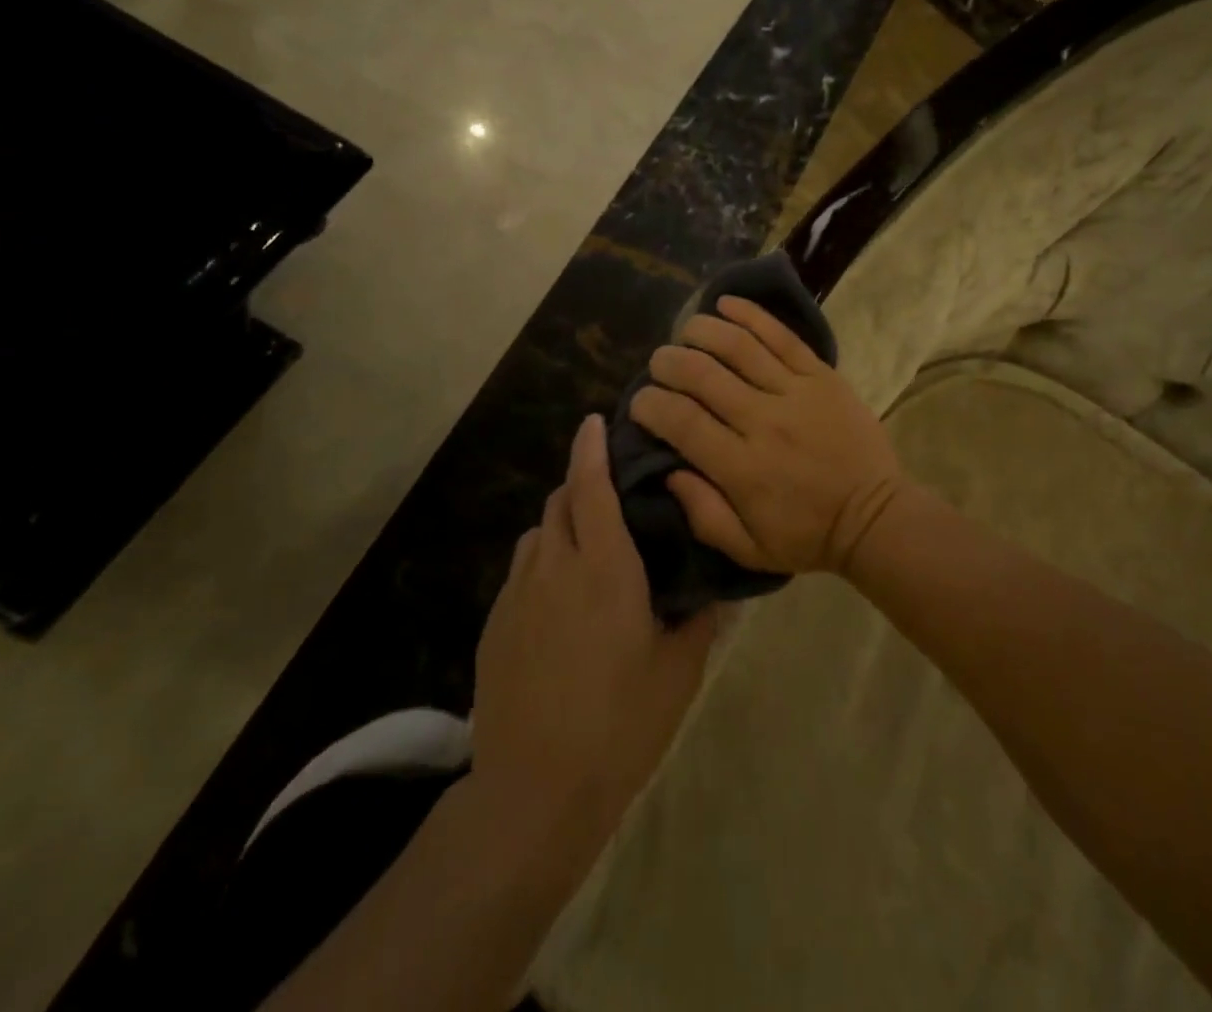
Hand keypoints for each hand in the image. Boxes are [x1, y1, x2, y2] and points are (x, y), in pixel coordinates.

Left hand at [472, 415, 716, 844]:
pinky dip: (543, 563)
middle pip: (560, 501)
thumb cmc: (620, 723)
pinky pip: (521, 572)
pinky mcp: (495, 626)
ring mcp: (517, 596)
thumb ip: (699, 617)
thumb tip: (717, 586)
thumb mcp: (679, 669)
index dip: (592, 448)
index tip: (596, 421)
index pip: (592, 487)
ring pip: (537, 535)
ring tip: (589, 549)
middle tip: (612, 495)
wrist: (535, 792)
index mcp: (604, 567)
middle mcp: (554, 567)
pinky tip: (562, 602)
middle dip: (582, 484)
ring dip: (562, 525)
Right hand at [631, 295, 907, 575]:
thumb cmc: (808, 537)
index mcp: (741, 467)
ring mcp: (795, 392)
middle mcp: (763, 421)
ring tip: (686, 331)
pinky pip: (782, 337)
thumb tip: (667, 469)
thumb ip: (702, 513)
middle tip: (658, 363)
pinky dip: (751, 315)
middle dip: (669, 362)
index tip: (640, 402)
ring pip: (738, 347)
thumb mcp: (748, 549)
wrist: (876, 517)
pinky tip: (726, 303)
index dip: (650, 404)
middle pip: (703, 375)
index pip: (681, 421)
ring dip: (703, 331)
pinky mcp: (822, 376)